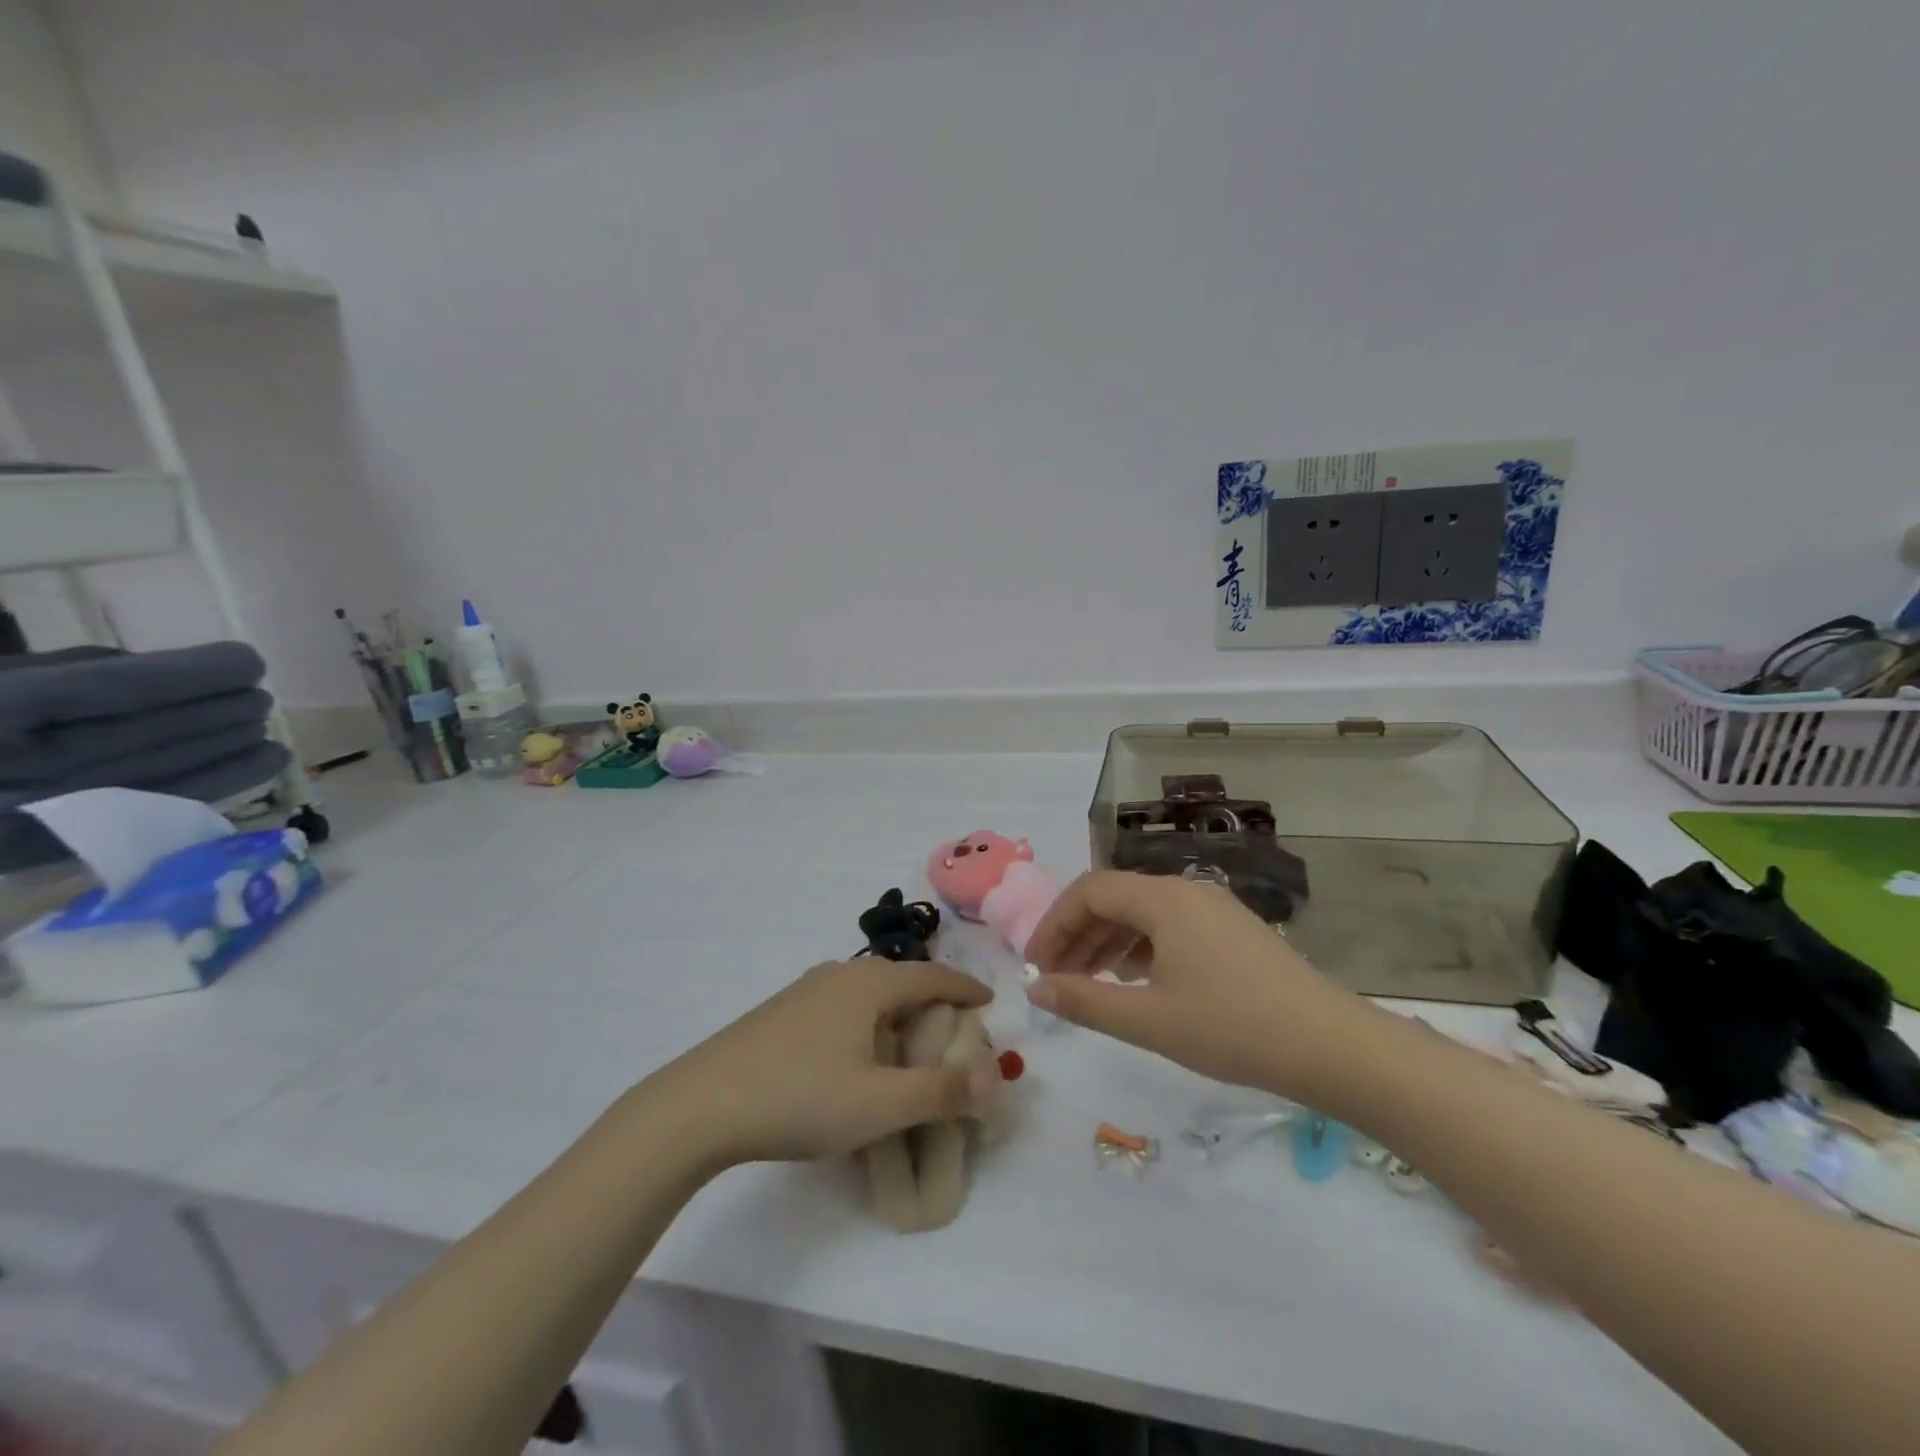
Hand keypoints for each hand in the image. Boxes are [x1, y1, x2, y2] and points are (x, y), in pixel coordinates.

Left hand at [647, 960, 994, 1165]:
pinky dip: (866, 1026)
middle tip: (954, 1037)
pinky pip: (842, 1008)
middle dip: (933, 1006)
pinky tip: (855, 1060)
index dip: (966, 989)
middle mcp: (840, 975)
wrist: (700, 1105)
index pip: (934, 976)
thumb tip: (992, 1075)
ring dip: (897, 1017)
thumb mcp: (880, 1104)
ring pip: (869, 995)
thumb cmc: (800, 1097)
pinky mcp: (781, 1012)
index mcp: (870, 984)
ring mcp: (806, 991)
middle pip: (901, 982)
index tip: (990, 1003)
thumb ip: (941, 1091)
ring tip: (908, 1051)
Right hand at [1025, 870, 1363, 1100]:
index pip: (1089, 891)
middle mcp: (1186, 890)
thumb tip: (1035, 987)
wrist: (1333, 1046)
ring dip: (1107, 942)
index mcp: (1163, 898)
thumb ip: (1085, 1000)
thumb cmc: (1232, 1028)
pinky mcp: (1233, 931)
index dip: (1053, 924)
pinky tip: (1137, 981)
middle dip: (1077, 935)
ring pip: (1143, 913)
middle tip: (1056, 979)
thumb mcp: (1149, 1020)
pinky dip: (1141, 948)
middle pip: (1115, 898)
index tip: (1035, 965)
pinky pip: (1171, 927)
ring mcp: (1214, 908)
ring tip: (1090, 983)